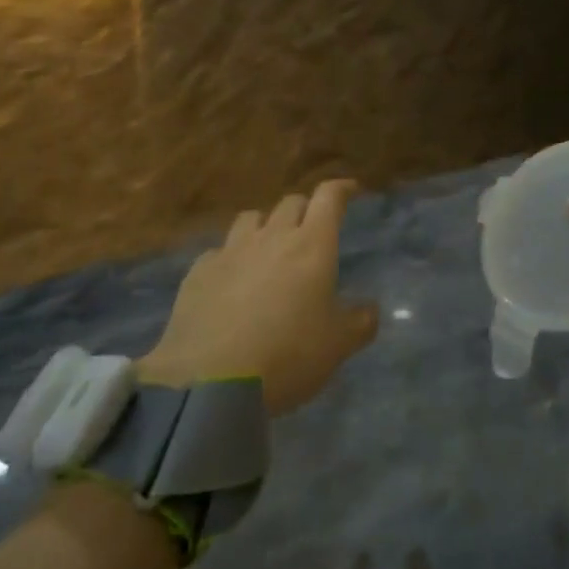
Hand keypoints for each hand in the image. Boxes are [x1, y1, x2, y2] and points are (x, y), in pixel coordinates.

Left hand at [140, 180, 378, 415]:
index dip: (341, 189)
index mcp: (311, 246)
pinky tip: (231, 280)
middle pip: (290, 203)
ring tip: (269, 247)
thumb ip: (360, 322)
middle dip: (305, 209)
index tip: (350, 190)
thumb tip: (369, 309)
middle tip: (312, 229)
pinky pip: (219, 251)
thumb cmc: (288, 355)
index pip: (329, 198)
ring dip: (265, 226)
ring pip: (251, 219)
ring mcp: (230, 251)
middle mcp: (271, 237)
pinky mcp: (198, 272)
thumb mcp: (338, 345)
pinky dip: (231, 258)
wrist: (211, 379)